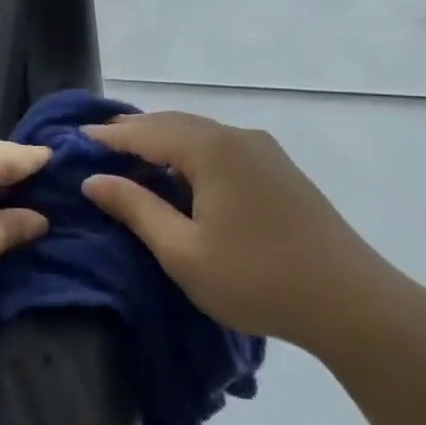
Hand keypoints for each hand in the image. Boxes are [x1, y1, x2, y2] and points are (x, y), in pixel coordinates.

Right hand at [81, 112, 408, 347]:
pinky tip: (182, 172)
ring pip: (201, 133)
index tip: (76, 139)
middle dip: (135, 131)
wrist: (350, 301)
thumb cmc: (256, 278)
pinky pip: (223, 147)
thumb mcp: (183, 251)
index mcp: (212, 150)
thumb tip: (94, 180)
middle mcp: (238, 137)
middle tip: (99, 143)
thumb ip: (136, 209)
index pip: (147, 131)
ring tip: (133, 154)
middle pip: (175, 123)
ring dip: (164, 139)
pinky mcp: (280, 170)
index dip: (110, 136)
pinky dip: (191, 151)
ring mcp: (265, 151)